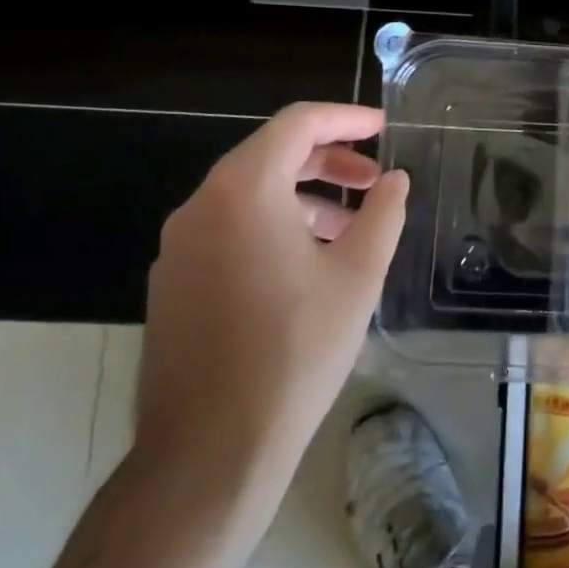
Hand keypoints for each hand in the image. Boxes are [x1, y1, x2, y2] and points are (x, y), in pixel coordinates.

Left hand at [135, 103, 408, 506]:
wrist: (210, 449)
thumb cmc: (296, 349)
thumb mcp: (358, 273)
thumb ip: (383, 213)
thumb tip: (395, 180)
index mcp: (243, 191)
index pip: (297, 124)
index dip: (346, 118)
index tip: (384, 127)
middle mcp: (200, 207)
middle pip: (270, 154)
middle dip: (328, 159)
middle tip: (374, 178)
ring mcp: (179, 247)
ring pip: (249, 194)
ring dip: (304, 195)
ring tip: (351, 226)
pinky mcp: (173, 283)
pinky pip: (229, 229)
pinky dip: (274, 224)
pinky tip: (309, 262)